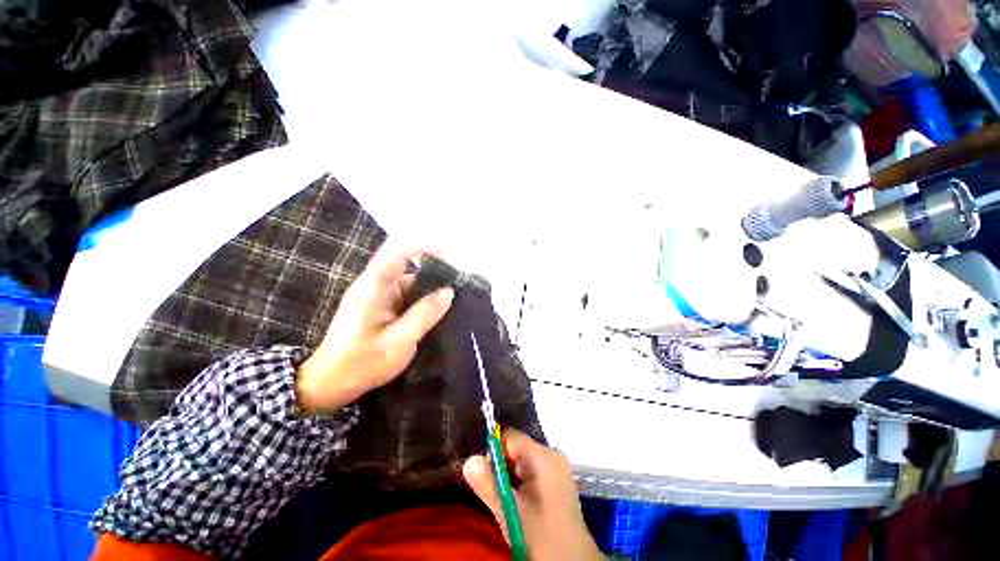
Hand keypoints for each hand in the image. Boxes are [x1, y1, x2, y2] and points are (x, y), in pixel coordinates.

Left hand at [295, 242, 454, 412]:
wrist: (330, 383)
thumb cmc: (362, 363)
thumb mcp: (399, 341)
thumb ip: (425, 314)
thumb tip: (449, 291)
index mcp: (374, 286)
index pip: (398, 251)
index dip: (423, 245)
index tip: (449, 251)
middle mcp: (374, 284)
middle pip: (407, 265)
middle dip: (433, 270)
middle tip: (460, 282)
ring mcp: (376, 294)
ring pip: (409, 281)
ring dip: (429, 287)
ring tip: (454, 297)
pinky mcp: (380, 305)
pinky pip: (406, 294)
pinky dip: (422, 298)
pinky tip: (437, 309)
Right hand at [463, 430, 602, 560]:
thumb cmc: (542, 537)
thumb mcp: (511, 512)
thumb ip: (489, 485)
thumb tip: (469, 460)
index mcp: (544, 456)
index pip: (511, 438)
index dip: (494, 453)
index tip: (487, 478)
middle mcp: (552, 455)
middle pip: (516, 449)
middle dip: (502, 470)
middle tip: (499, 496)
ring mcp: (555, 468)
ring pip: (521, 463)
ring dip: (510, 480)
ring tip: (511, 505)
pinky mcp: (555, 481)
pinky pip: (530, 473)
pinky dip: (520, 486)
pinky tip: (521, 506)